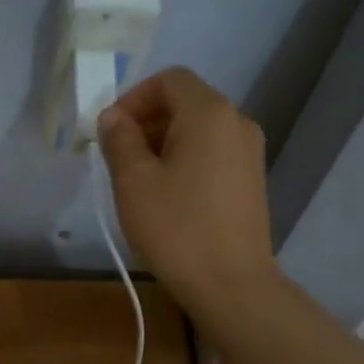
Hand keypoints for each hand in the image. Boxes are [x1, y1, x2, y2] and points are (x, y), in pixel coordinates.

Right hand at [97, 67, 278, 311]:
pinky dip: (186, 157)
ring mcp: (250, 151)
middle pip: (185, 101)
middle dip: (147, 120)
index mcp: (209, 113)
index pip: (169, 79)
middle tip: (119, 156)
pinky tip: (168, 194)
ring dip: (164, 140)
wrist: (231, 284)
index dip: (134, 97)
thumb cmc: (177, 228)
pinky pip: (213, 150)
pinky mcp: (252, 178)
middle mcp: (237, 122)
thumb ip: (119, 138)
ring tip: (139, 178)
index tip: (111, 131)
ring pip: (199, 128)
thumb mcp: (133, 181)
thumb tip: (113, 117)